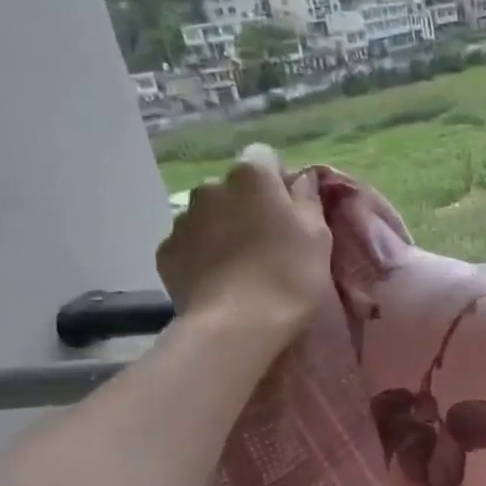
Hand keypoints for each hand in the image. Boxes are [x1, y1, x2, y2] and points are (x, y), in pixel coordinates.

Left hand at [156, 160, 331, 335]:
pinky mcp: (166, 252)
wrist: (237, 327)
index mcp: (251, 177)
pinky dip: (203, 255)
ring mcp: (182, 220)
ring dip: (223, 229)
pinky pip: (189, 244)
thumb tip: (301, 179)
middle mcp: (210, 188)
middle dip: (248, 206)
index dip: (279, 182)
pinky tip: (220, 281)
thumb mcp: (319, 236)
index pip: (265, 158)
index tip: (292, 212)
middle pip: (234, 188)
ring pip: (209, 215)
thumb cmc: (289, 276)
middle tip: (269, 242)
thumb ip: (308, 199)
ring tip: (242, 266)